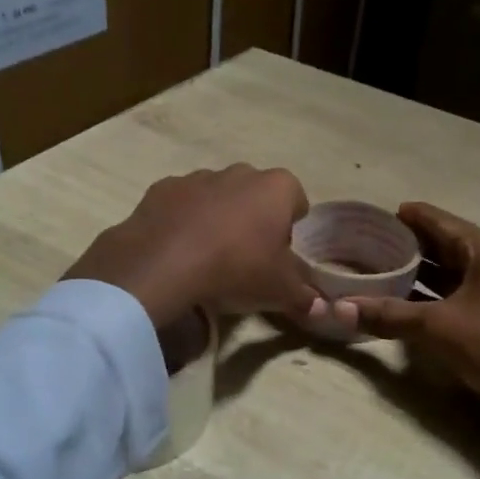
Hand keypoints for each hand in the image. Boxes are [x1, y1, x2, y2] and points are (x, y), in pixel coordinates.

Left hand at [65, 166, 319, 329]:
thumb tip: (318, 306)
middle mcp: (239, 172)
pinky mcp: (161, 189)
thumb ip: (303, 295)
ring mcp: (197, 177)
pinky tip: (179, 250)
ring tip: (209, 256)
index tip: (282, 253)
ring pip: (217, 196)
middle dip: (255, 218)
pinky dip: (184, 221)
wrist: (162, 266)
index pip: (296, 199)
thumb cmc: (236, 269)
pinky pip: (182, 204)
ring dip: (218, 218)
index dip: (292, 227)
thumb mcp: (280, 291)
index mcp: (276, 188)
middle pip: (256, 193)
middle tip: (248, 257)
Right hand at [336, 203, 479, 478]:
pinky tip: (405, 302)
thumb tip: (338, 308)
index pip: (441, 221)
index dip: (408, 216)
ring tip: (379, 270)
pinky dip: (432, 294)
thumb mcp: (436, 327)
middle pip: (445, 244)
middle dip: (408, 245)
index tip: (376, 215)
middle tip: (369, 244)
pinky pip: (457, 293)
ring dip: (419, 272)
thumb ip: (388, 315)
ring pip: (451, 271)